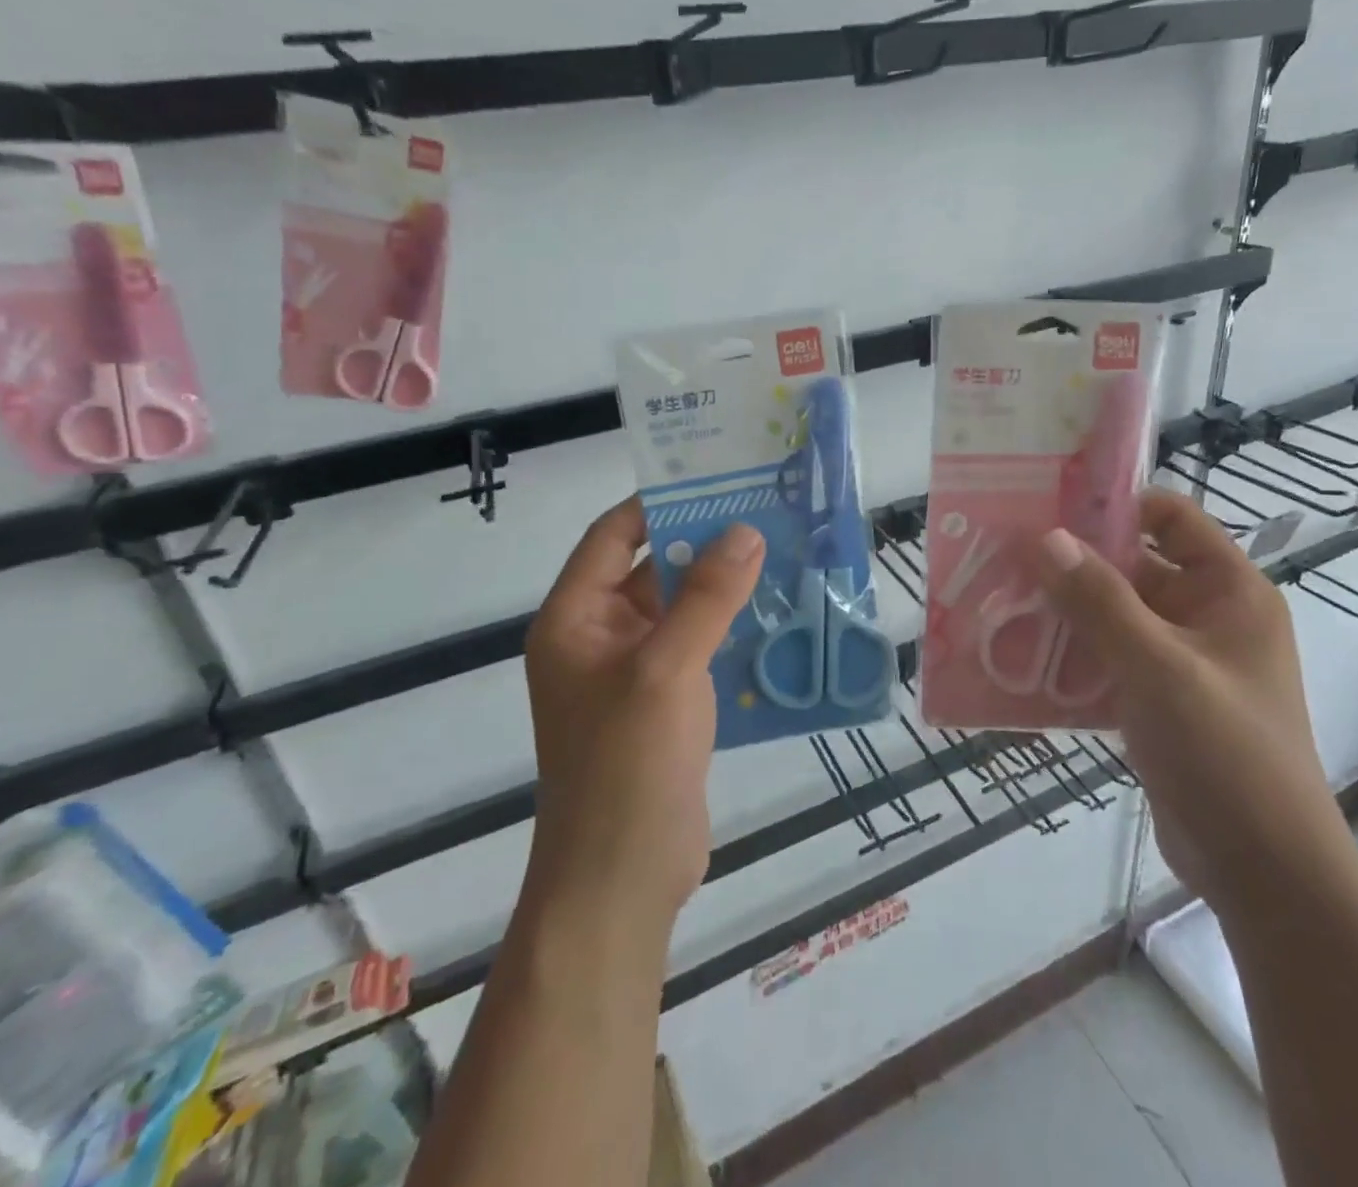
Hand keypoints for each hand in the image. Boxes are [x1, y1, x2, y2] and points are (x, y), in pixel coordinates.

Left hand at [523, 499, 764, 927]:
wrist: (623, 879)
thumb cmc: (627, 765)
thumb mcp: (666, 669)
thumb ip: (707, 597)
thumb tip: (745, 530)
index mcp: (575, 619)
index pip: (613, 538)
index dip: (658, 504)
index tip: (715, 479)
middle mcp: (599, 638)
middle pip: (652, 569)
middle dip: (703, 543)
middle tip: (765, 512)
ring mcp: (633, 673)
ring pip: (681, 610)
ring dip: (723, 586)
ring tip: (782, 553)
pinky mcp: (666, 704)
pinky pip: (699, 647)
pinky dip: (731, 627)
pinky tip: (778, 613)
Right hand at [1034, 490, 1345, 916]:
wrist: (1263, 873)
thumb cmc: (1224, 753)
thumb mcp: (1159, 668)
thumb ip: (1099, 601)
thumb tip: (1045, 537)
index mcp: (1228, 592)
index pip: (1171, 518)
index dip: (1116, 505)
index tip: (1049, 505)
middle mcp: (1207, 617)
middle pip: (1134, 567)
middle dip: (1073, 563)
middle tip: (1006, 555)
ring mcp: (1182, 662)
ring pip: (1114, 616)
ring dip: (1064, 611)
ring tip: (1001, 601)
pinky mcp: (1157, 702)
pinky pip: (1108, 660)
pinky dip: (1070, 655)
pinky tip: (1020, 658)